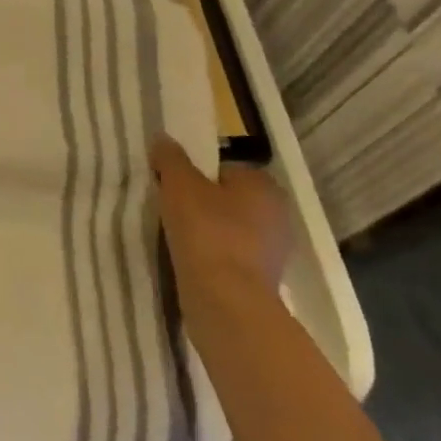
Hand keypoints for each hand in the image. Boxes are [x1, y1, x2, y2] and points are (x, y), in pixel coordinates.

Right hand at [151, 133, 292, 308]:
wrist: (226, 302)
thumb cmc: (207, 231)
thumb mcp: (179, 184)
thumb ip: (170, 158)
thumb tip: (163, 139)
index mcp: (264, 185)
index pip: (225, 169)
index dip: (196, 174)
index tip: (173, 186)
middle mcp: (277, 215)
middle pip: (227, 199)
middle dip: (201, 203)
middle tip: (171, 209)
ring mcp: (273, 251)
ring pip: (228, 229)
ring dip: (205, 232)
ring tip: (176, 237)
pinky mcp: (261, 281)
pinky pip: (229, 256)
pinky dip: (211, 257)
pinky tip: (189, 261)